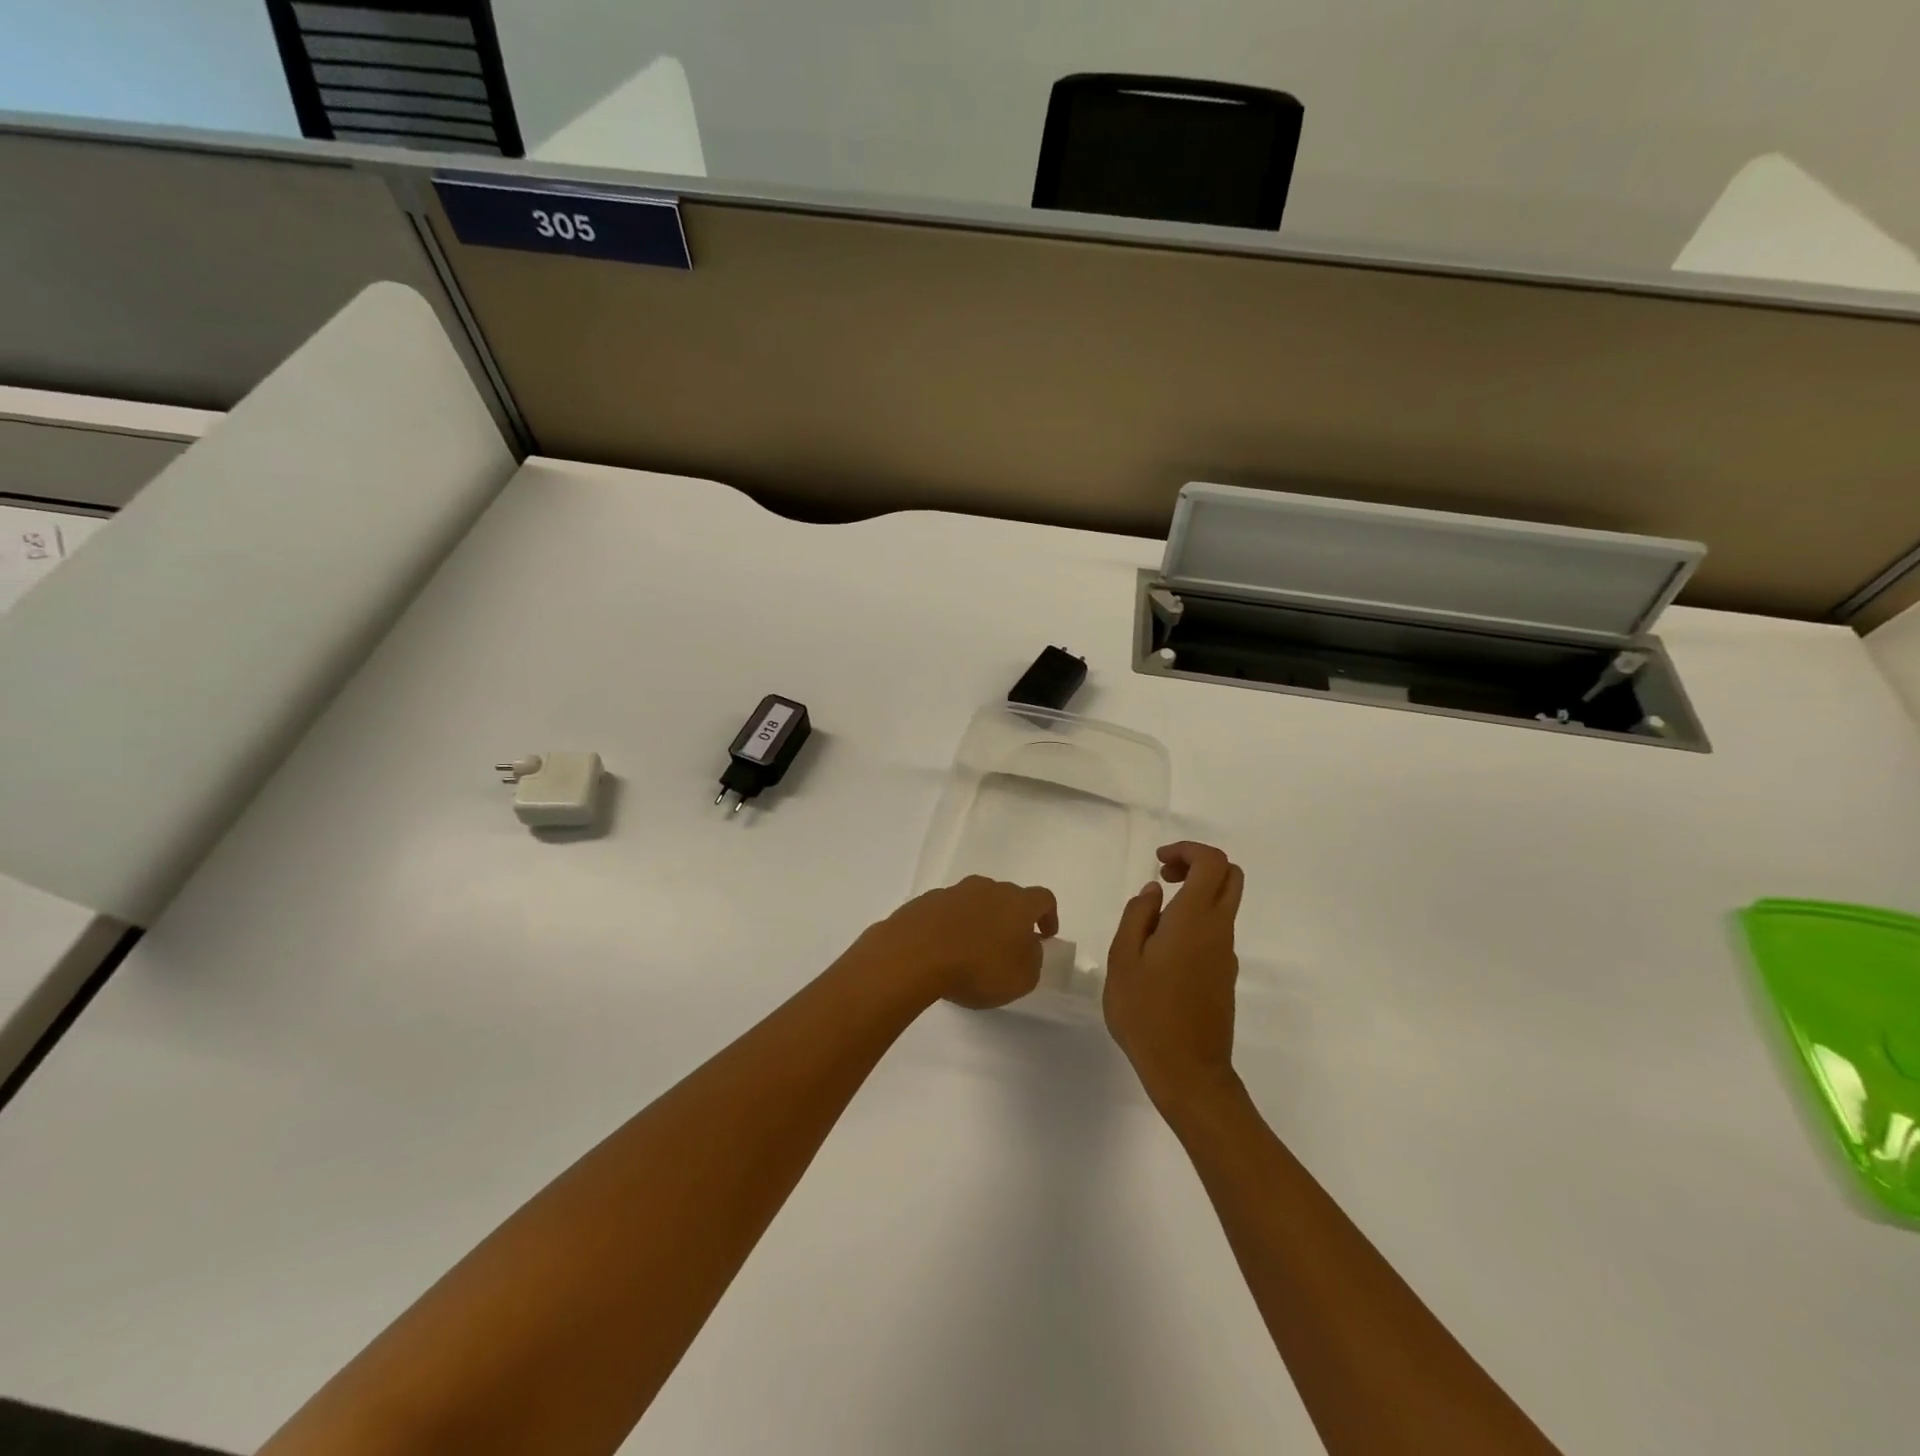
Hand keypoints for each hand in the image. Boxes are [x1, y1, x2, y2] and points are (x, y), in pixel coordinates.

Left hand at [855, 877, 1058, 1009]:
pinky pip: (948, 911)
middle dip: (1011, 918)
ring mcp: (953, 892)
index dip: (1049, 916)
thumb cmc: (977, 968)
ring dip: (980, 920)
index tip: (1046, 936)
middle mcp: (987, 888)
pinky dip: (952, 925)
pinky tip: (944, 949)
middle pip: (1007, 896)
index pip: (1043, 898)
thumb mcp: (1021, 978)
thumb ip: (1032, 959)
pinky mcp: (925, 901)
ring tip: (973, 949)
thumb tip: (1028, 946)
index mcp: (1016, 902)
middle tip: (1008, 945)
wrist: (914, 955)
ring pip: (975, 901)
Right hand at [1104, 842, 1244, 1108]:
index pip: (1212, 862)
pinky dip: (1196, 921)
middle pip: (1230, 876)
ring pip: (1224, 904)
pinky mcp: (1225, 975)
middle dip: (1198, 865)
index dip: (1187, 851)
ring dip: (1195, 894)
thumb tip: (1154, 892)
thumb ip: (1137, 916)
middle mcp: (1219, 930)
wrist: (1187, 1072)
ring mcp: (1226, 954)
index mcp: (1194, 919)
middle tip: (1164, 878)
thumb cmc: (1146, 1012)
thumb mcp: (1123, 959)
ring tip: (1152, 920)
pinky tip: (1163, 950)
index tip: (1158, 863)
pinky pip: (1216, 932)